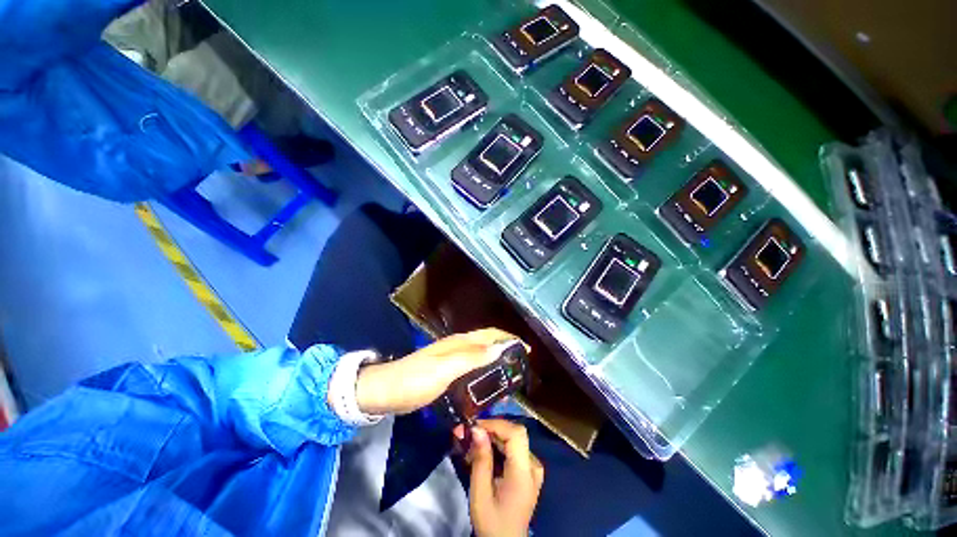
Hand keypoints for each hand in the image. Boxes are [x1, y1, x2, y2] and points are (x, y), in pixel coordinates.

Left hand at [354, 328, 525, 414]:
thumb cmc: (416, 379)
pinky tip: (486, 388)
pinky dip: (484, 375)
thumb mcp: (445, 369)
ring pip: (480, 357)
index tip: (527, 351)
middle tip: (520, 369)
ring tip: (509, 380)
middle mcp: (458, 347)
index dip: (509, 339)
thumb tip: (501, 347)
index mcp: (460, 343)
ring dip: (496, 364)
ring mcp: (451, 360)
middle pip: (488, 344)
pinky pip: (472, 369)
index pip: (490, 334)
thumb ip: (472, 358)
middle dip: (506, 351)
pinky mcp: (446, 373)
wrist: (385, 391)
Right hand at [461, 419, 543, 536]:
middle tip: (467, 432)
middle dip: (489, 429)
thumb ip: (481, 460)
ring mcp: (532, 467)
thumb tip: (477, 429)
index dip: (496, 424)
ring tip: (471, 442)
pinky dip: (496, 445)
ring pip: (512, 439)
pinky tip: (482, 451)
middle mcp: (533, 465)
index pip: (516, 434)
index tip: (474, 426)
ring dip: (491, 436)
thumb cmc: (492, 523)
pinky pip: (513, 449)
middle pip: (514, 434)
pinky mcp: (528, 470)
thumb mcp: (480, 494)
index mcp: (525, 472)